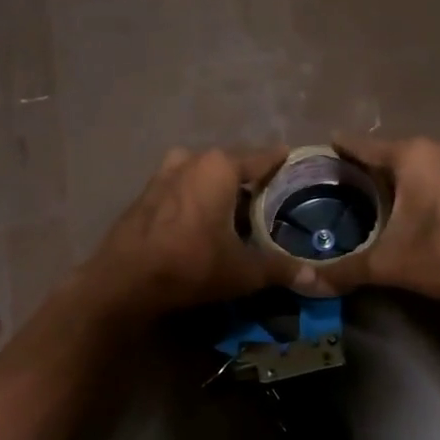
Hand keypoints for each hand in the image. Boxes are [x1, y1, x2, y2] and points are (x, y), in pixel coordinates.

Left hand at [86, 146, 291, 318]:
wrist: (124, 281)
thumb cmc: (191, 264)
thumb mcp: (243, 271)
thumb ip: (281, 270)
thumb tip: (316, 279)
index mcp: (219, 167)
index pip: (262, 158)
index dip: (281, 161)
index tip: (296, 160)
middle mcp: (191, 160)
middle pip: (230, 165)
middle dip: (249, 179)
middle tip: (271, 196)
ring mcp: (162, 174)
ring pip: (202, 175)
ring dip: (219, 189)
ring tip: (237, 210)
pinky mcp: (144, 195)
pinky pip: (181, 189)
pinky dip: (196, 199)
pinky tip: (203, 221)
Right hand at [296, 137, 439, 306]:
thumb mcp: (387, 263)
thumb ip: (344, 270)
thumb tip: (305, 283)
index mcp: (412, 156)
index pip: (362, 146)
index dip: (338, 152)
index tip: (317, 156)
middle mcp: (438, 148)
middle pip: (390, 153)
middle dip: (366, 167)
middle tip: (338, 185)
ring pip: (417, 164)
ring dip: (395, 177)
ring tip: (368, 196)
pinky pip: (437, 174)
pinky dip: (419, 184)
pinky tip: (408, 205)